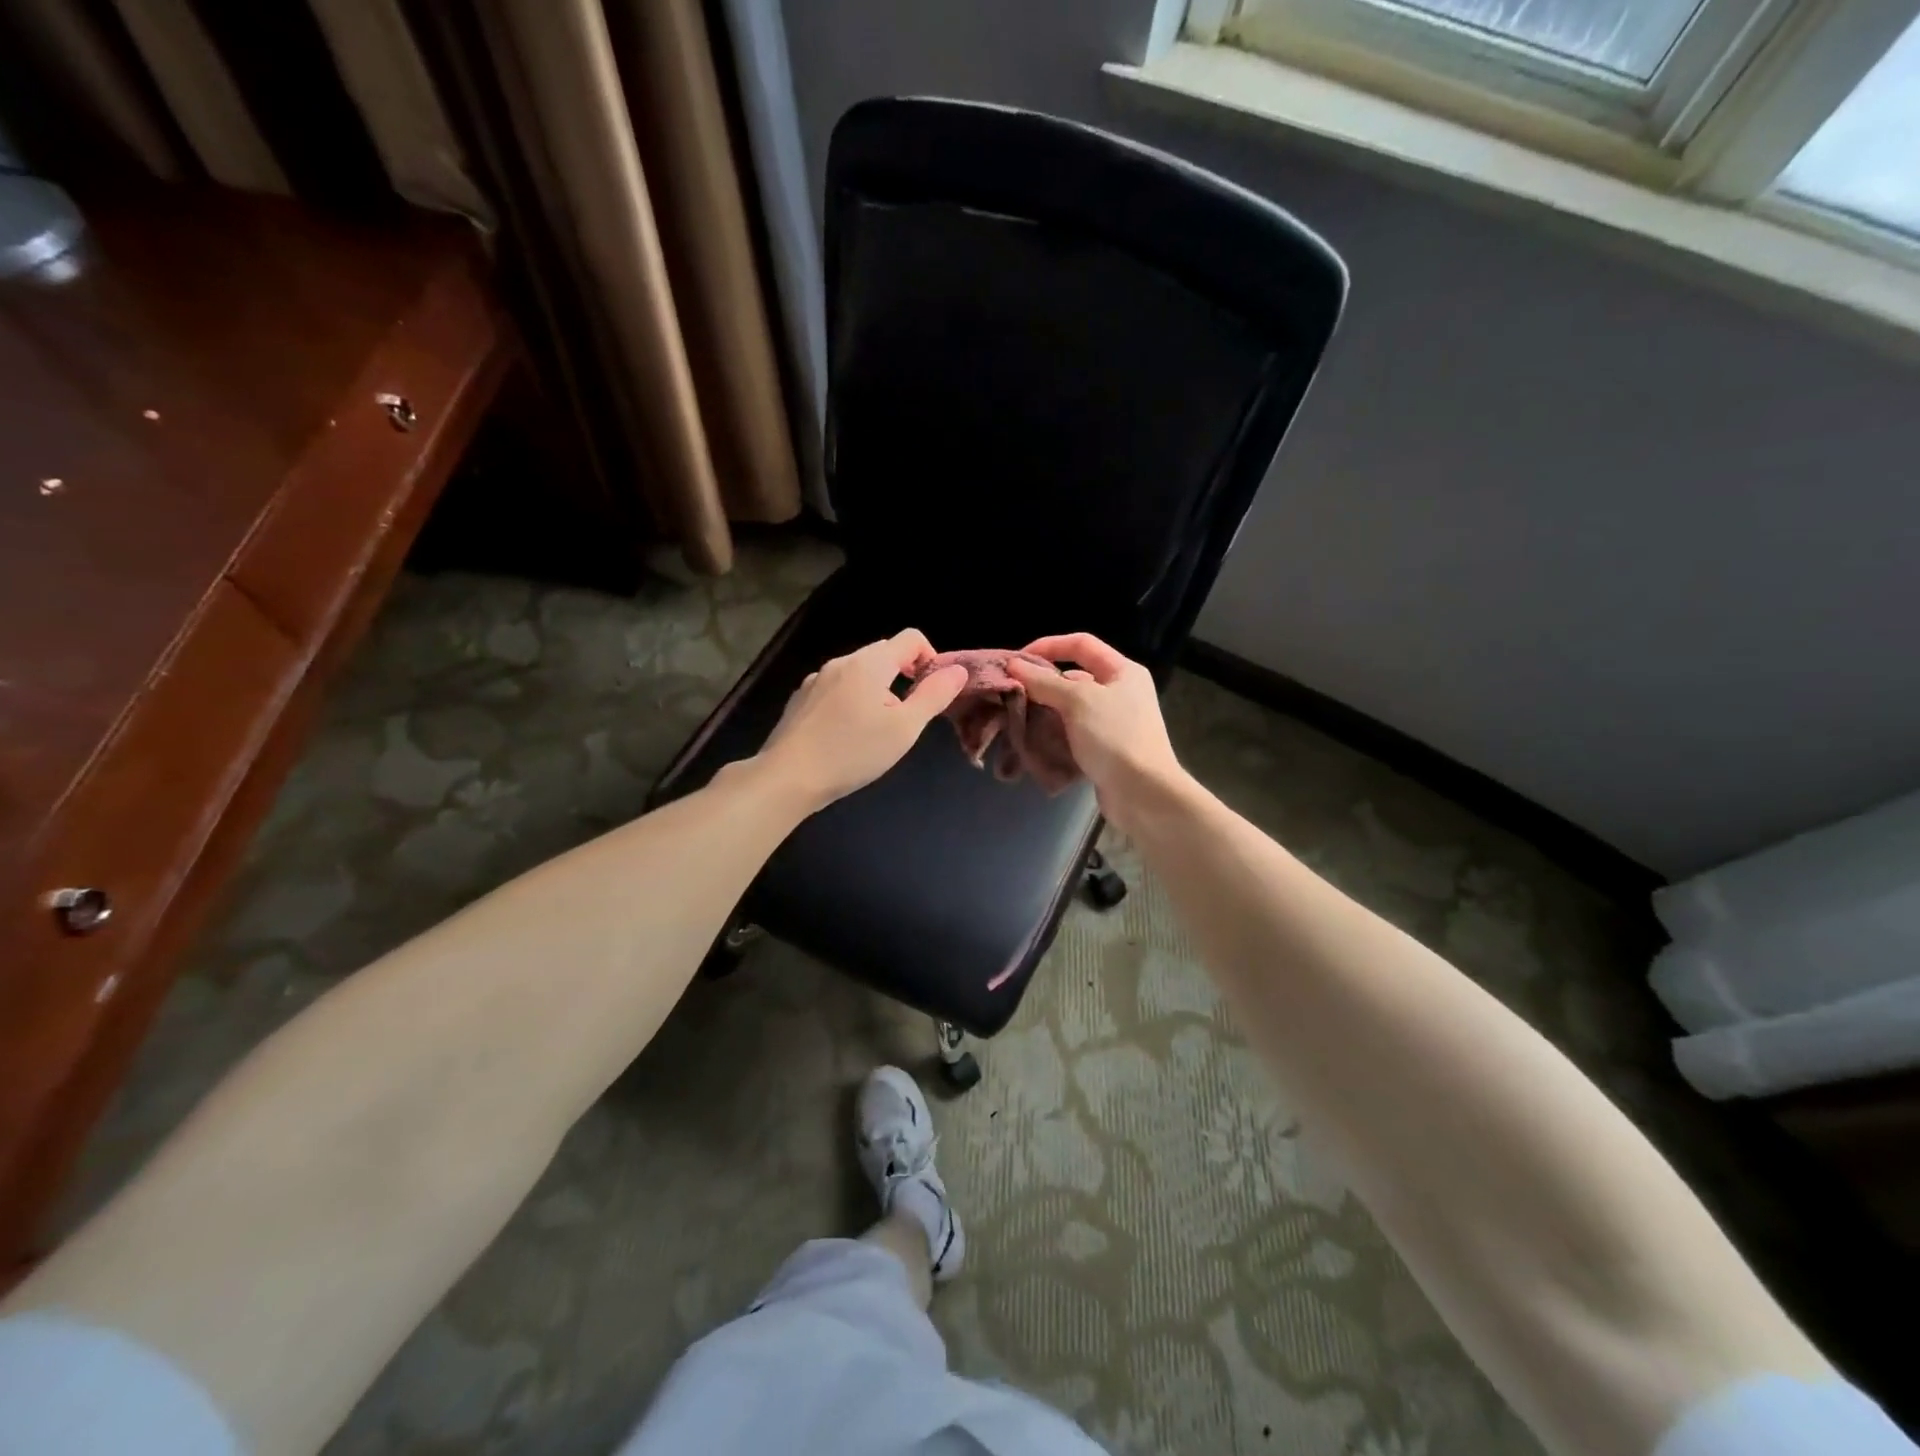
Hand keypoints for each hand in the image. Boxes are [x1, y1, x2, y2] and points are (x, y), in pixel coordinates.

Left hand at [757, 630, 968, 812]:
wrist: (788, 777)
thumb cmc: (852, 752)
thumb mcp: (904, 729)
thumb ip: (933, 696)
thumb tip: (958, 670)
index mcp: (870, 663)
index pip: (911, 638)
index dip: (930, 658)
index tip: (931, 693)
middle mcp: (842, 662)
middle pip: (884, 654)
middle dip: (903, 678)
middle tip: (906, 718)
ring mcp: (816, 679)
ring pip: (859, 673)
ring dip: (877, 692)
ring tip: (875, 732)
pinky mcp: (801, 699)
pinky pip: (837, 689)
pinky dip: (851, 702)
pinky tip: (845, 736)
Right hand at [1007, 633, 1185, 830]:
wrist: (1143, 793)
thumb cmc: (1114, 737)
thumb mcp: (1077, 701)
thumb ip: (1044, 682)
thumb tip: (1014, 665)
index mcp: (1122, 671)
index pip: (1081, 644)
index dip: (1048, 646)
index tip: (1017, 661)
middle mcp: (1121, 692)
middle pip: (1075, 675)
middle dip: (1043, 681)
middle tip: (1012, 691)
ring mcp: (1114, 722)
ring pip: (1072, 706)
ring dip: (1046, 709)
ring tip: (1017, 715)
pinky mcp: (1106, 749)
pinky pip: (1074, 732)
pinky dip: (1055, 733)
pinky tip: (1034, 738)